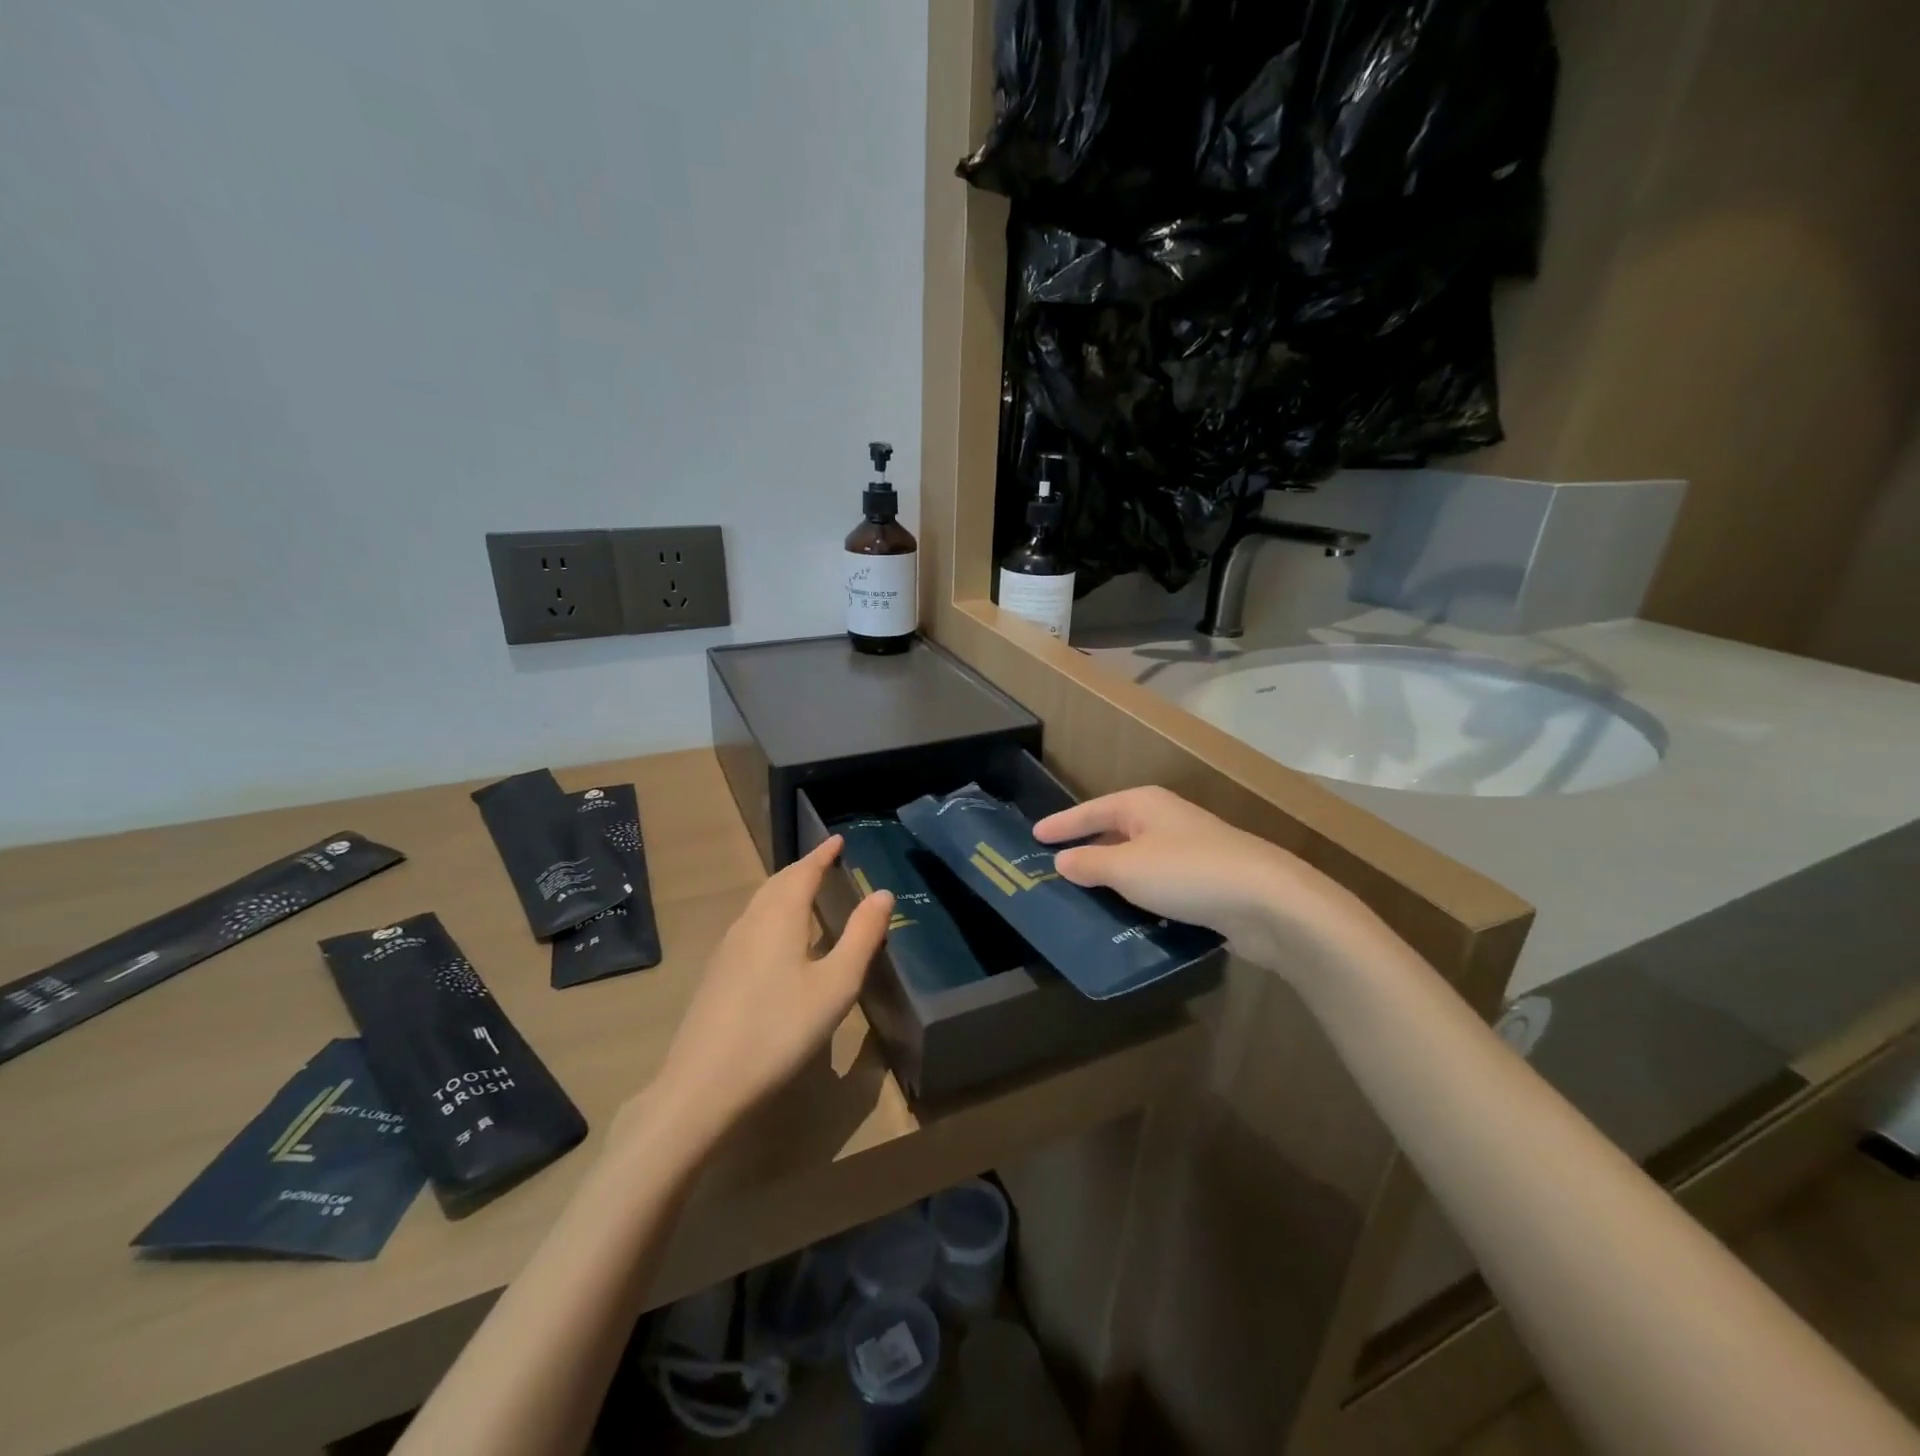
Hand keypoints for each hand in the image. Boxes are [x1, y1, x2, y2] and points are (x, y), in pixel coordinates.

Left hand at [648, 836, 891, 1148]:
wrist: (703, 1085)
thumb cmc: (780, 1029)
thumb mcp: (836, 985)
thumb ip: (862, 936)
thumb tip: (882, 893)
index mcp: (779, 917)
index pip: (803, 871)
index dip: (822, 854)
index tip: (837, 839)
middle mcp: (750, 923)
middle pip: (777, 884)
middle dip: (802, 868)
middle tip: (825, 861)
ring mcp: (728, 949)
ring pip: (760, 904)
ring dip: (784, 890)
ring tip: (804, 892)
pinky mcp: (717, 974)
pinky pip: (750, 925)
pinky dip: (771, 914)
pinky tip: (776, 939)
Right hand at [1033, 786, 1377, 978]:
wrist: (1267, 901)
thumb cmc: (1186, 873)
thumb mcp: (1126, 868)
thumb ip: (1090, 863)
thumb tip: (1062, 860)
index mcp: (1143, 805)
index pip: (1091, 810)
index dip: (1062, 824)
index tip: (1034, 836)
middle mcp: (1165, 821)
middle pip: (1115, 832)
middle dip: (1087, 850)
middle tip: (1054, 868)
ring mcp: (1189, 851)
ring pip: (1137, 862)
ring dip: (1113, 878)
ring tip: (1081, 898)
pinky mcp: (1205, 883)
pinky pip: (1158, 886)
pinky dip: (1138, 898)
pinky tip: (1124, 918)